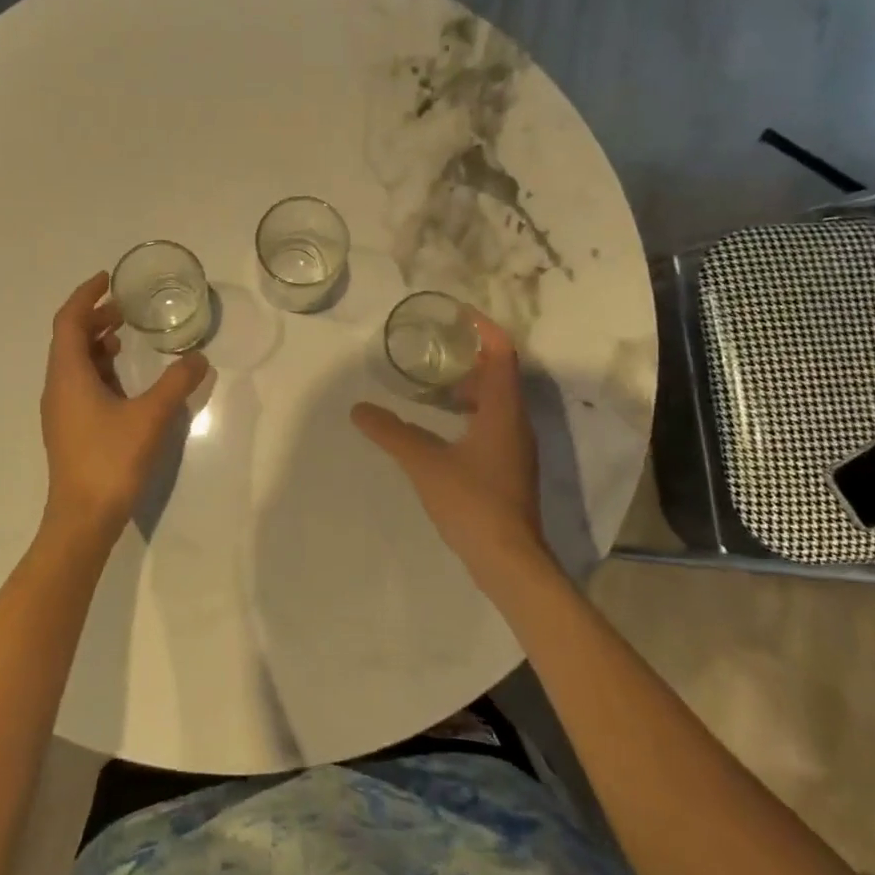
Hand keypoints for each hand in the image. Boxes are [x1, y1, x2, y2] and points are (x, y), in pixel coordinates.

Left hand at [39, 273, 209, 544]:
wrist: (82, 519)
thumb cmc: (111, 460)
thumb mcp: (150, 417)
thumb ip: (176, 384)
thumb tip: (198, 358)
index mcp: (68, 375)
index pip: (68, 321)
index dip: (85, 295)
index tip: (107, 279)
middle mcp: (58, 387)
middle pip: (69, 339)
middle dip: (94, 318)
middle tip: (125, 308)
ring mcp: (61, 411)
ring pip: (73, 363)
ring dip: (96, 344)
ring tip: (125, 337)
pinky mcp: (69, 429)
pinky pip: (80, 384)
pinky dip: (99, 369)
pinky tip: (123, 381)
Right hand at [351, 310, 547, 582]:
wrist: (508, 560)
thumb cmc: (472, 502)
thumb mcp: (424, 463)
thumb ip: (391, 433)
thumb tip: (358, 409)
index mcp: (503, 411)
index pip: (502, 353)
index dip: (484, 328)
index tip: (458, 314)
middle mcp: (516, 423)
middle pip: (500, 375)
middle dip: (470, 357)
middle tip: (435, 349)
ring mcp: (516, 447)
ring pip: (497, 402)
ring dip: (469, 387)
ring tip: (431, 386)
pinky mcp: (509, 468)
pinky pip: (492, 424)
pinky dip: (470, 413)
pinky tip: (442, 427)